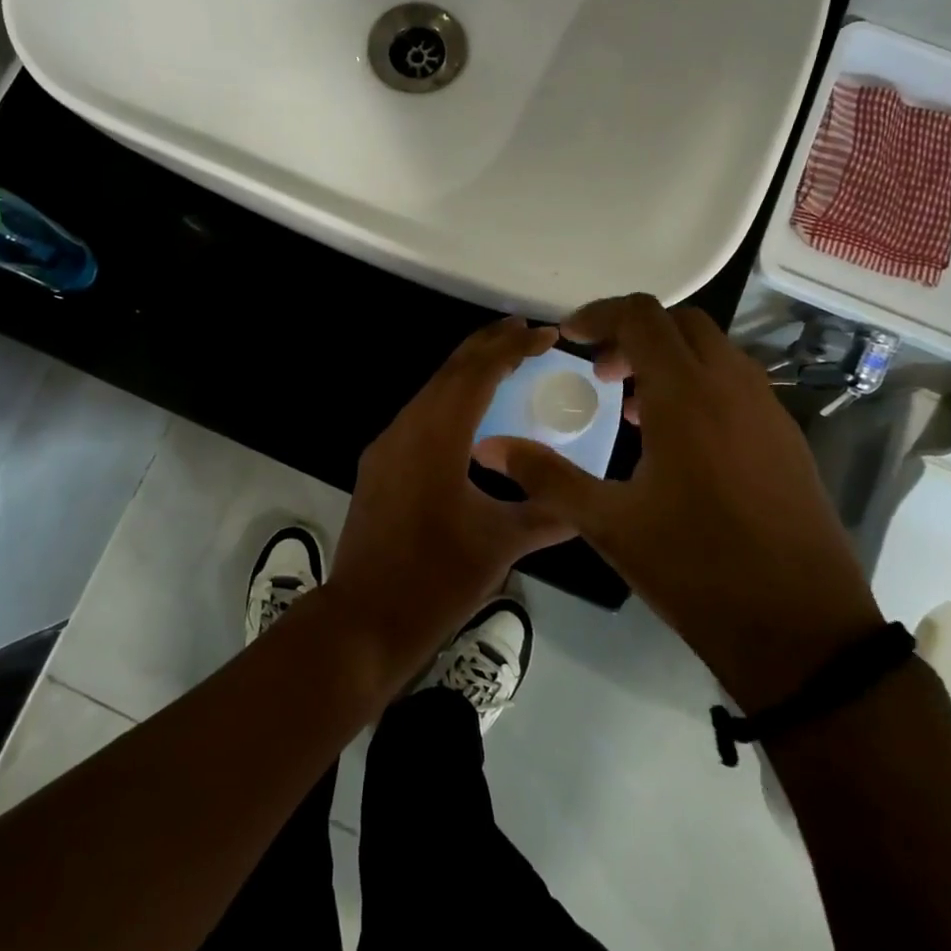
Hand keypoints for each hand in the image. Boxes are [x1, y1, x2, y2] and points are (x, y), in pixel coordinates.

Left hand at [328, 317, 575, 688]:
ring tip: (504, 365)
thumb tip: (585, 504)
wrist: (364, 619)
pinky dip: (449, 402)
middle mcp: (406, 429)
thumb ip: (546, 515)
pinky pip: (419, 417)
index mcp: (436, 437)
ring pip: (430, 392)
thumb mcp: (501, 545)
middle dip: (487, 346)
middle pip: (449, 372)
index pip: (476, 374)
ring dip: (466, 373)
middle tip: (526, 331)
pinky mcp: (379, 466)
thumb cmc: (436, 579)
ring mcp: (386, 447)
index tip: (546, 334)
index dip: (512, 348)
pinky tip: (471, 419)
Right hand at [473, 294, 882, 712]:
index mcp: (686, 396)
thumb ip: (545, 475)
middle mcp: (732, 387)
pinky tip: (679, 441)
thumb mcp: (608, 523)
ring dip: (669, 359)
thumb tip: (489, 447)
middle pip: (680, 322)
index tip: (569, 339)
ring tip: (633, 407)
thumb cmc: (696, 569)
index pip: (641, 316)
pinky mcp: (787, 438)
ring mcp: (768, 410)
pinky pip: (737, 383)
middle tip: (600, 373)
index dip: (599, 314)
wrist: (802, 631)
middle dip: (633, 332)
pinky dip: (700, 384)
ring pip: (713, 351)